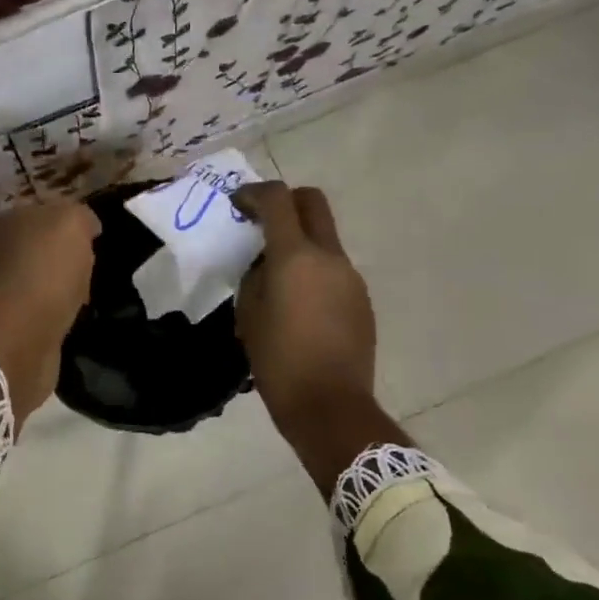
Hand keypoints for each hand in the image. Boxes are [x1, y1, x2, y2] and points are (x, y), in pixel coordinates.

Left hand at [0, 199, 100, 419]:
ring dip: (61, 288)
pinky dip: (55, 313)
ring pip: (41, 279)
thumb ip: (80, 216)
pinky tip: (72, 319)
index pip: (46, 213)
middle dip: (66, 258)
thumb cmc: (46, 272)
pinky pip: (40, 310)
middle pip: (41, 247)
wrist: (18, 337)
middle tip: (92, 270)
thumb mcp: (72, 224)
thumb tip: (87, 225)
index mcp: (9, 220)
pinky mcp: (8, 323)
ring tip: (86, 298)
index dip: (72, 225)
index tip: (95, 241)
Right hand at [231, 182, 381, 481]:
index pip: (277, 199)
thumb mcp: (249, 314)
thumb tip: (265, 264)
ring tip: (277, 278)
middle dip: (286, 202)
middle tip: (262, 222)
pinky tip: (299, 305)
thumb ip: (255, 276)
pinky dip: (314, 271)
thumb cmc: (278, 360)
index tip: (237, 204)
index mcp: (296, 256)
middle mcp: (329, 257)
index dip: (254, 193)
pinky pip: (333, 270)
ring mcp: (351, 277)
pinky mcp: (361, 300)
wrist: (330, 406)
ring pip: (325, 238)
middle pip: (312, 202)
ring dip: (300, 242)